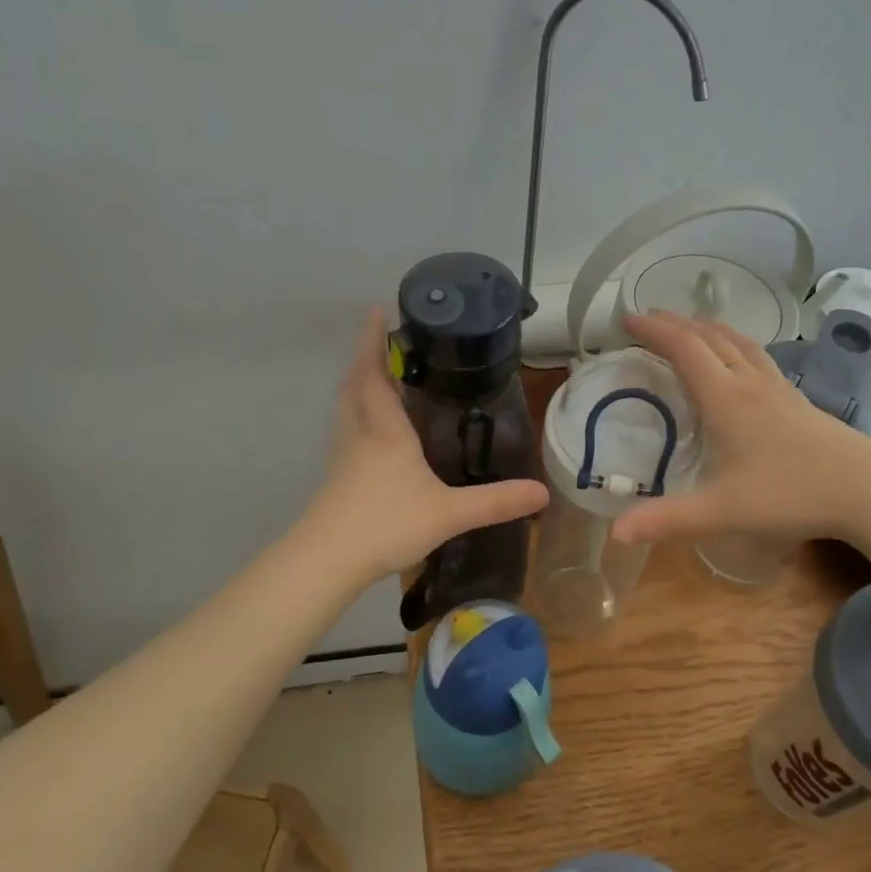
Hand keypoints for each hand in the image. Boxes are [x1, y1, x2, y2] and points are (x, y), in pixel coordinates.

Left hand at [309, 308, 548, 580]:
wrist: (327, 561)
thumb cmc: (387, 524)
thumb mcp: (449, 512)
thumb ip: (495, 502)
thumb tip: (543, 493)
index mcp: (385, 432)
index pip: (375, 375)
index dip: (373, 342)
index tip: (375, 311)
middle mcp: (360, 436)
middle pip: (354, 387)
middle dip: (364, 360)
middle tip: (379, 343)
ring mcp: (344, 459)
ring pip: (346, 411)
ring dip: (357, 388)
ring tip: (375, 380)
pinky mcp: (337, 482)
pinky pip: (347, 435)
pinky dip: (357, 420)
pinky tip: (372, 438)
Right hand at [612, 312, 870, 548]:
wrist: (868, 489)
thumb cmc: (792, 494)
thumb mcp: (723, 511)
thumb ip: (668, 520)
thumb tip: (615, 532)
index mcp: (727, 399)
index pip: (685, 349)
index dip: (655, 330)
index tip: (628, 320)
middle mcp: (751, 383)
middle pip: (710, 338)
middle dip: (676, 324)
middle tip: (648, 320)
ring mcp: (779, 389)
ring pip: (739, 343)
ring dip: (708, 329)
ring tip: (689, 327)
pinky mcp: (798, 400)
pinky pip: (758, 358)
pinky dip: (735, 346)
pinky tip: (739, 362)